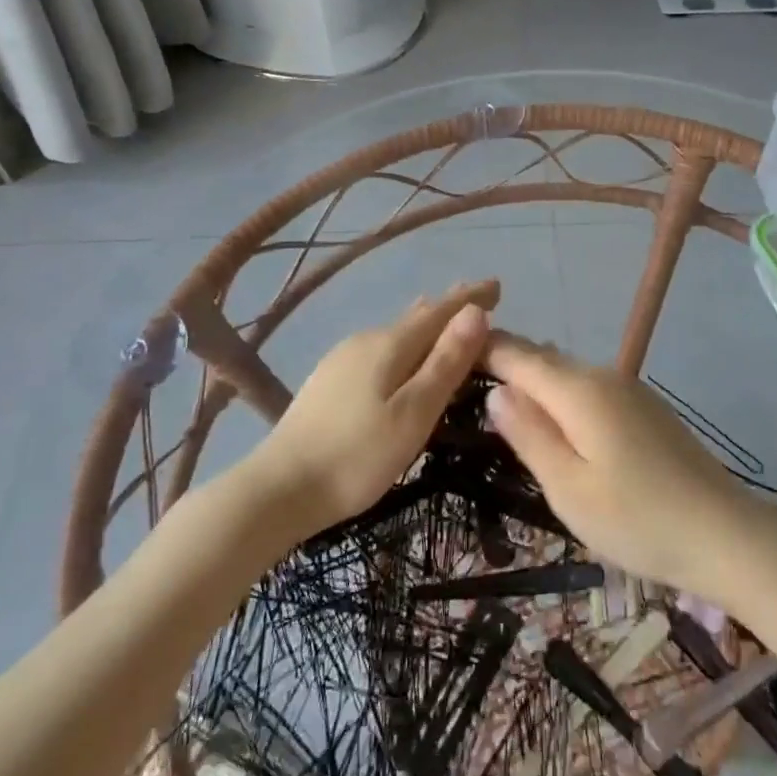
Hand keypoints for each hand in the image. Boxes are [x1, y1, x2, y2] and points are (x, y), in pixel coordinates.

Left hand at [255, 280, 498, 537]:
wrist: (278, 490)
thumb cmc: (356, 457)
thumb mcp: (414, 413)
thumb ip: (446, 362)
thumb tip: (476, 311)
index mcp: (389, 345)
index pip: (440, 310)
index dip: (470, 297)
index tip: (498, 285)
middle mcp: (365, 341)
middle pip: (417, 318)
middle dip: (451, 311)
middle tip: (483, 307)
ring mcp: (342, 360)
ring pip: (397, 335)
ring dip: (428, 330)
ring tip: (451, 331)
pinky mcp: (329, 381)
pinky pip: (381, 351)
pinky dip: (406, 349)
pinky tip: (405, 362)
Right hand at [481, 332, 772, 604]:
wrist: (727, 535)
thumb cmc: (638, 520)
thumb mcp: (569, 488)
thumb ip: (529, 435)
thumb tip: (496, 393)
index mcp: (579, 390)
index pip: (517, 354)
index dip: (481, 349)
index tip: (446, 354)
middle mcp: (604, 376)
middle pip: (543, 359)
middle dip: (505, 363)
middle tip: (463, 382)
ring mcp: (630, 390)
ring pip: (567, 374)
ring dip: (534, 381)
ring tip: (500, 401)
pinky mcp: (646, 410)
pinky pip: (590, 390)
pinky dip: (562, 397)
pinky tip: (555, 422)